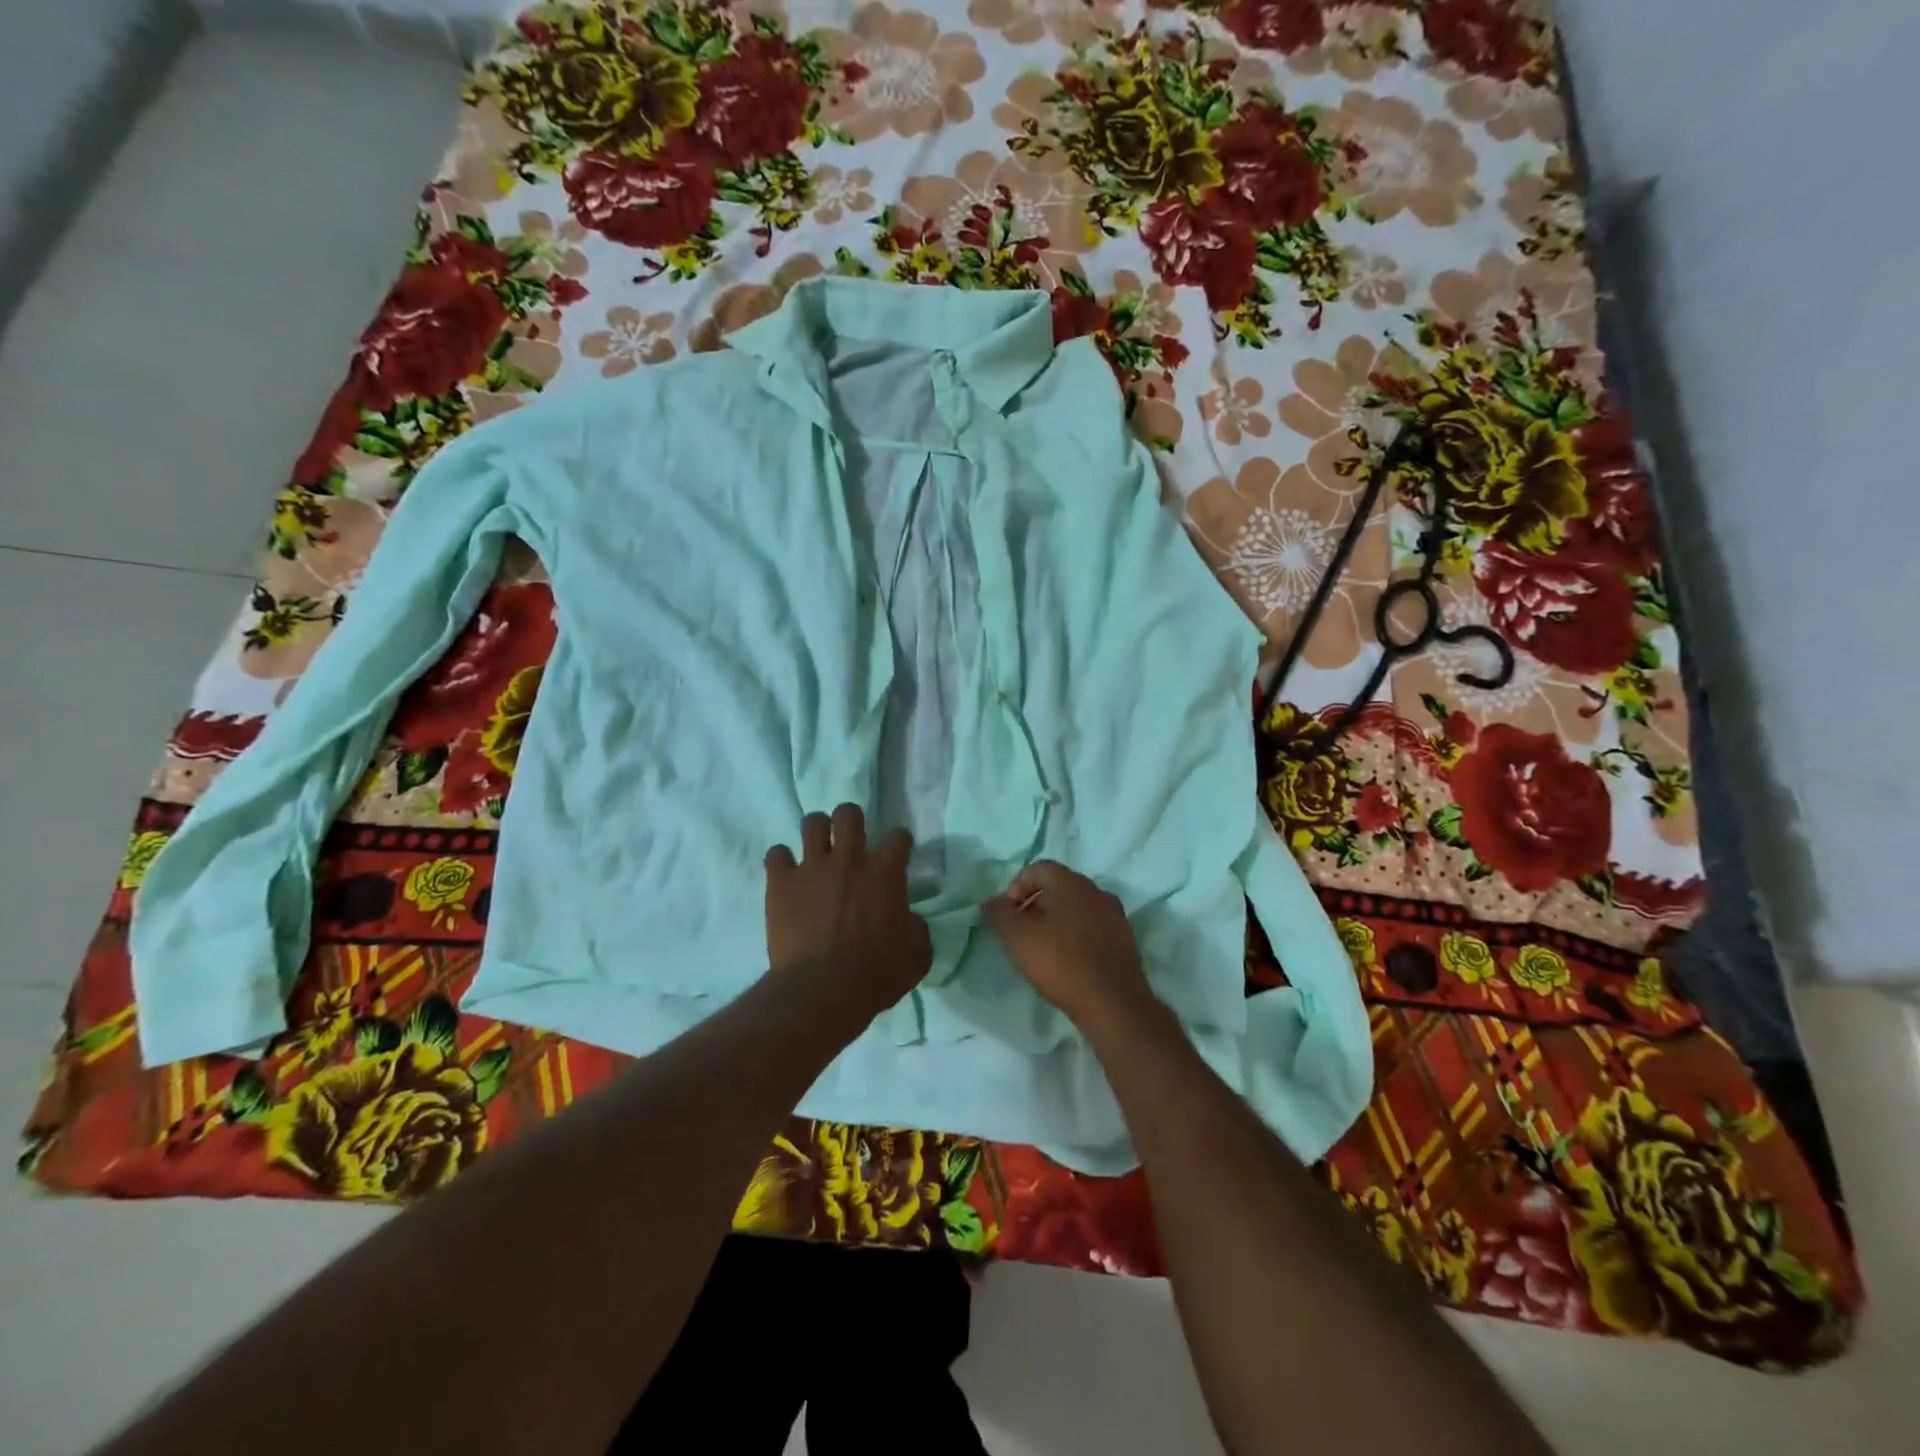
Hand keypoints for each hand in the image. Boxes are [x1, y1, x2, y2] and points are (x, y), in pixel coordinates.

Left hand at [765, 804, 931, 1014]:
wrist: (824, 989)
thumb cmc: (877, 973)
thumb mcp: (917, 955)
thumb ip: (917, 929)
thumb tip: (910, 920)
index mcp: (886, 873)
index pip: (898, 837)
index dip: (899, 842)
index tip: (897, 852)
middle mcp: (849, 860)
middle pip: (849, 814)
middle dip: (850, 820)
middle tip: (850, 837)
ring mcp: (812, 868)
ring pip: (812, 823)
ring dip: (816, 831)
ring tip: (816, 846)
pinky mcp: (781, 883)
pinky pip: (776, 854)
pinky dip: (781, 861)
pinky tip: (785, 873)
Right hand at [982, 861, 1156, 1029]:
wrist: (1113, 1003)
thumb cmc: (1060, 962)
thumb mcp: (1017, 937)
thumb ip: (999, 913)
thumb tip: (991, 901)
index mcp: (1072, 882)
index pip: (1038, 869)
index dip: (1016, 888)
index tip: (1008, 917)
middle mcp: (1096, 891)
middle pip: (1058, 888)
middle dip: (1035, 906)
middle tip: (1021, 934)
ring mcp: (1115, 916)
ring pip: (1076, 909)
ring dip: (1056, 923)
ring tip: (1043, 951)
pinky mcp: (1124, 940)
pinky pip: (1092, 929)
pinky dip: (1076, 938)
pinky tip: (1067, 963)